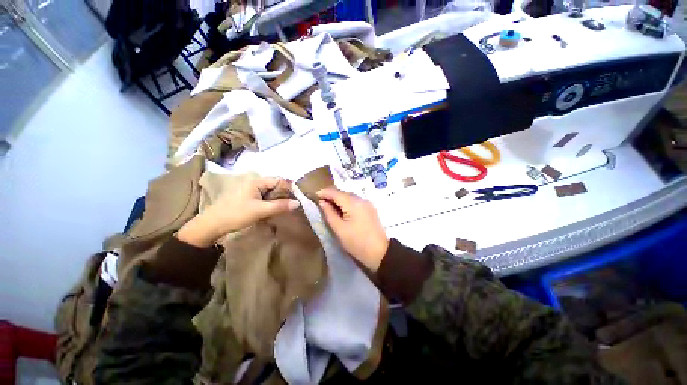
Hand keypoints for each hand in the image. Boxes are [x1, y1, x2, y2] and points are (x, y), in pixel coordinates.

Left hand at [178, 177, 299, 247]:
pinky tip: (270, 212)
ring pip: (269, 194)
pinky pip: (263, 199)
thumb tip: (298, 202)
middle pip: (274, 187)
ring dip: (276, 202)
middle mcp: (254, 183)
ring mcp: (250, 191)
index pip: (278, 181)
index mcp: (256, 182)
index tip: (296, 199)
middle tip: (289, 207)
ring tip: (281, 210)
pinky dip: (269, 205)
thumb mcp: (261, 210)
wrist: (212, 225)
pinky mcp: (247, 199)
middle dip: (282, 196)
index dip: (288, 189)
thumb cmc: (236, 214)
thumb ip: (280, 206)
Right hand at [317, 188, 388, 271]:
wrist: (379, 253)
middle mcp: (362, 199)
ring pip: (350, 197)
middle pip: (343, 193)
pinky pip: (356, 202)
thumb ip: (329, 213)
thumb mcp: (339, 229)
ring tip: (330, 206)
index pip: (336, 192)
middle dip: (331, 196)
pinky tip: (342, 210)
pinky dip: (347, 203)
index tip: (314, 195)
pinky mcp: (370, 209)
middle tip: (321, 202)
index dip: (324, 192)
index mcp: (353, 203)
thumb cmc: (356, 242)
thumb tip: (322, 202)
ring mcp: (367, 203)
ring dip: (339, 200)